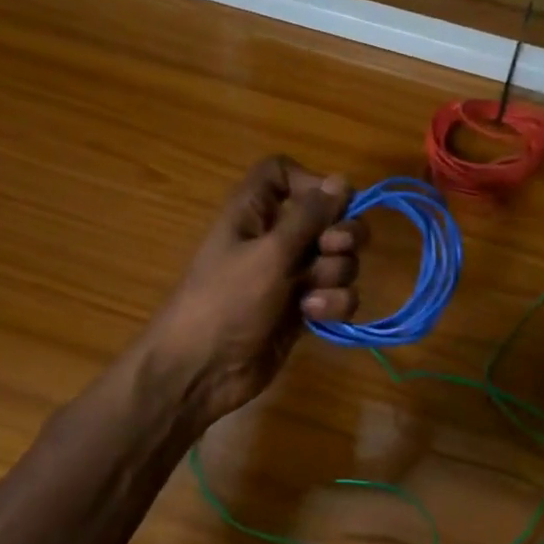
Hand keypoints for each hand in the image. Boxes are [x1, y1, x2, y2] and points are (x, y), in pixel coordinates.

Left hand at [140, 156, 365, 425]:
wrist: (202, 370)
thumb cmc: (226, 301)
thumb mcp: (269, 253)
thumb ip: (309, 217)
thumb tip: (342, 180)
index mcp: (254, 212)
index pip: (283, 172)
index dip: (310, 181)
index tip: (330, 202)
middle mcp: (275, 238)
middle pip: (327, 217)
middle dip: (341, 232)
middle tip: (332, 249)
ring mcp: (291, 275)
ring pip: (338, 259)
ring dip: (336, 274)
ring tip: (312, 294)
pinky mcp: (303, 309)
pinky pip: (336, 294)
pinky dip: (333, 303)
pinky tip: (314, 315)